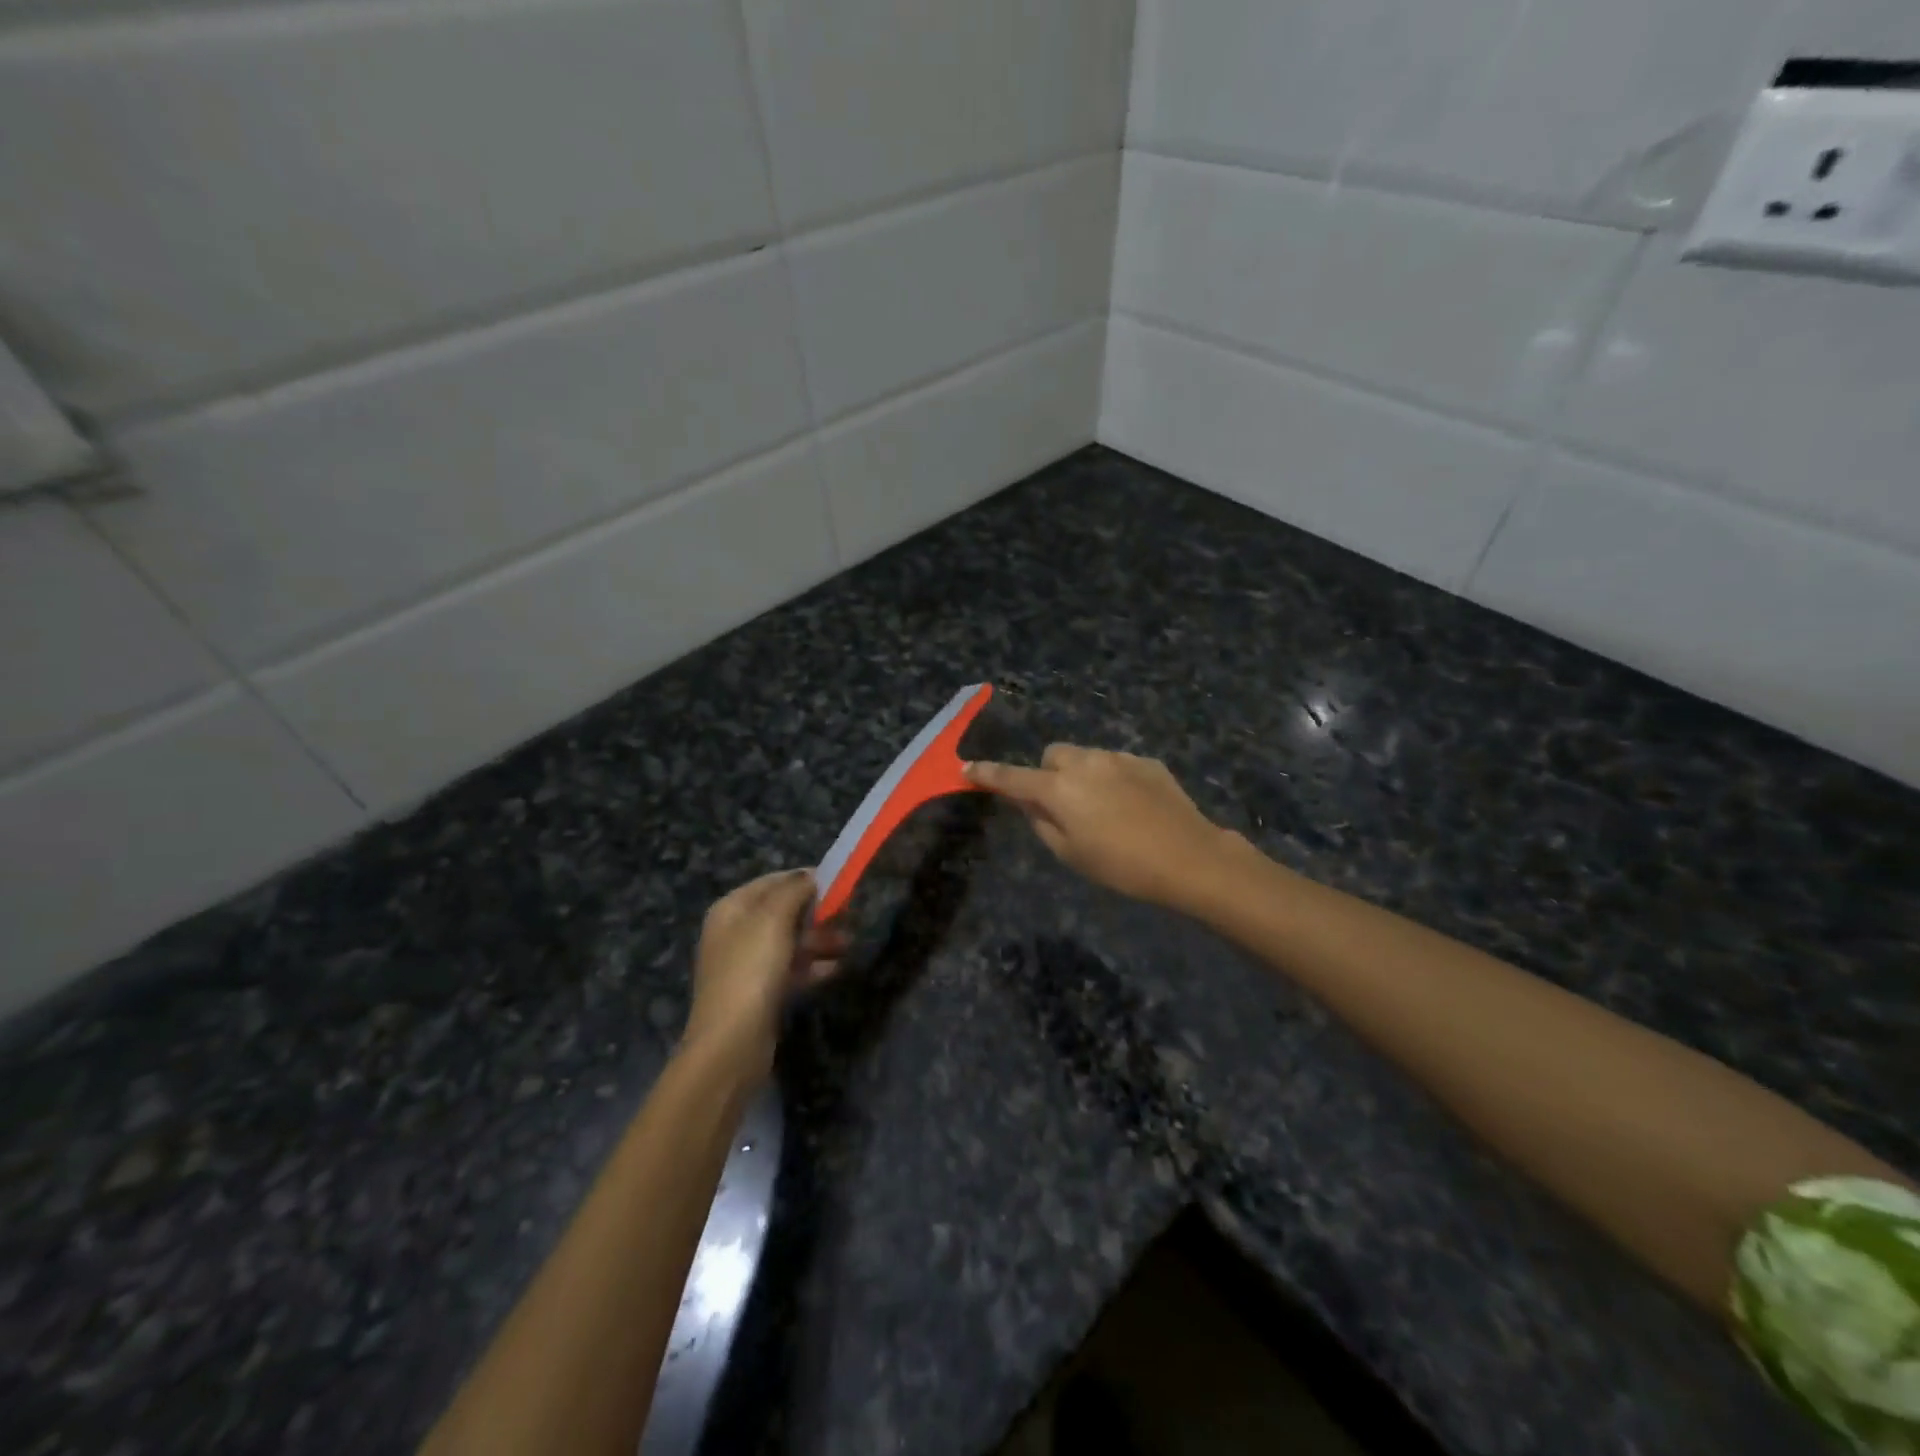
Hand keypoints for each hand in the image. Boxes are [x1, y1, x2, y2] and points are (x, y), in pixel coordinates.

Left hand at [682, 870, 847, 1075]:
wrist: (731, 1043)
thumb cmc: (751, 971)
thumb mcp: (773, 919)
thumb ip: (793, 891)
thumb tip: (810, 876)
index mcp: (732, 909)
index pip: (772, 882)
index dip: (804, 879)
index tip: (837, 883)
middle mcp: (736, 933)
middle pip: (782, 912)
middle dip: (816, 912)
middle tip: (849, 914)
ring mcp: (747, 965)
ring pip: (790, 942)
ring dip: (819, 940)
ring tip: (849, 943)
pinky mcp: (760, 993)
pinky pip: (791, 969)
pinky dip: (812, 966)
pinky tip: (836, 968)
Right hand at [965, 746, 1232, 911]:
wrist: (1188, 857)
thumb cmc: (1122, 866)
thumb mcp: (1071, 854)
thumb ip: (1042, 823)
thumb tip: (1031, 804)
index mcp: (1059, 789)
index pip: (1013, 777)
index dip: (988, 774)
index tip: (967, 768)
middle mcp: (1085, 763)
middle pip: (1053, 755)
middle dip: (1049, 773)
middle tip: (1061, 804)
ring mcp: (1118, 758)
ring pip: (1086, 757)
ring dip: (1082, 775)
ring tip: (1103, 809)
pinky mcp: (1146, 761)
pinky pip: (1116, 763)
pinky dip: (1112, 778)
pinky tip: (1132, 806)